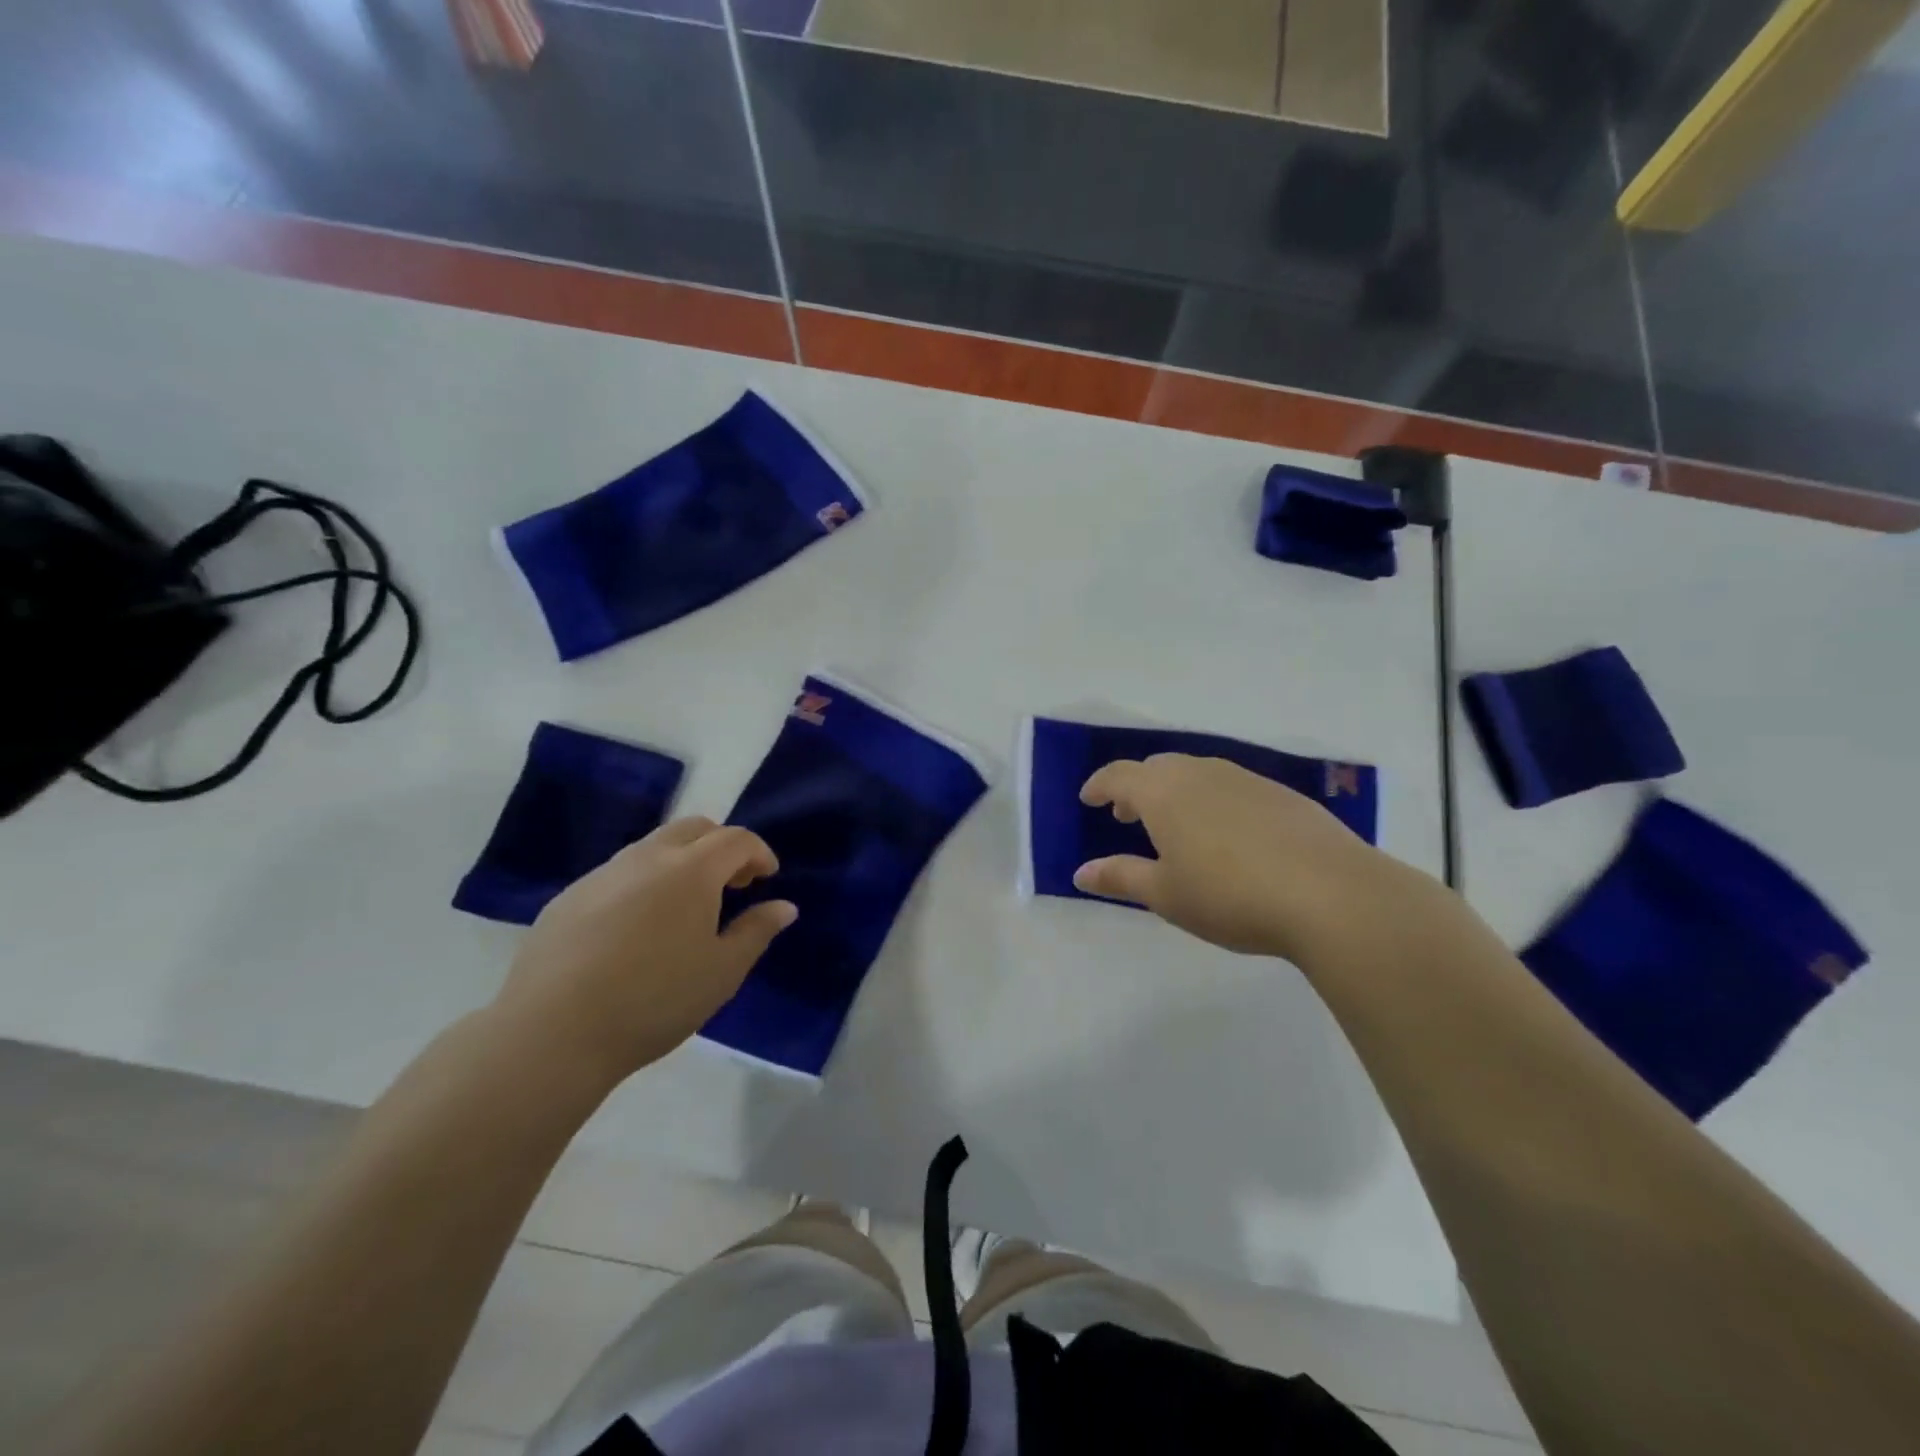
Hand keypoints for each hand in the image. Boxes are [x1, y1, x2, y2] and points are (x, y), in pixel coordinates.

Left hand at [491, 817, 795, 1083]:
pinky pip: (618, 874)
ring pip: (653, 847)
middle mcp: (647, 858)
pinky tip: (636, 931)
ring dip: (681, 862)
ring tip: (685, 909)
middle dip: (721, 846)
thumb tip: (784, 906)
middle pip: (694, 828)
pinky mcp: (568, 898)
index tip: (768, 878)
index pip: (736, 839)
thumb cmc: (655, 1000)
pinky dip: (643, 883)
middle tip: (732, 885)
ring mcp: (602, 874)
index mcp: (692, 870)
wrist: (552, 1032)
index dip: (759, 853)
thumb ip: (757, 931)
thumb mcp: (722, 972)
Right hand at [1074, 754, 1403, 961]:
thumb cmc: (1230, 896)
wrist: (1330, 894)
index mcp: (1164, 793)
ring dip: (1175, 792)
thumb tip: (1081, 872)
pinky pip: (1231, 786)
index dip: (1099, 785)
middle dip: (1136, 788)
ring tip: (1176, 826)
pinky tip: (1228, 836)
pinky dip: (1213, 800)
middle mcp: (1201, 773)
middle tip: (1128, 817)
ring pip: (1197, 773)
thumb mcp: (1166, 895)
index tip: (1088, 799)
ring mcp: (1246, 779)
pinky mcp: (1282, 794)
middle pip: (1158, 768)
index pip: (1119, 776)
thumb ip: (1120, 878)